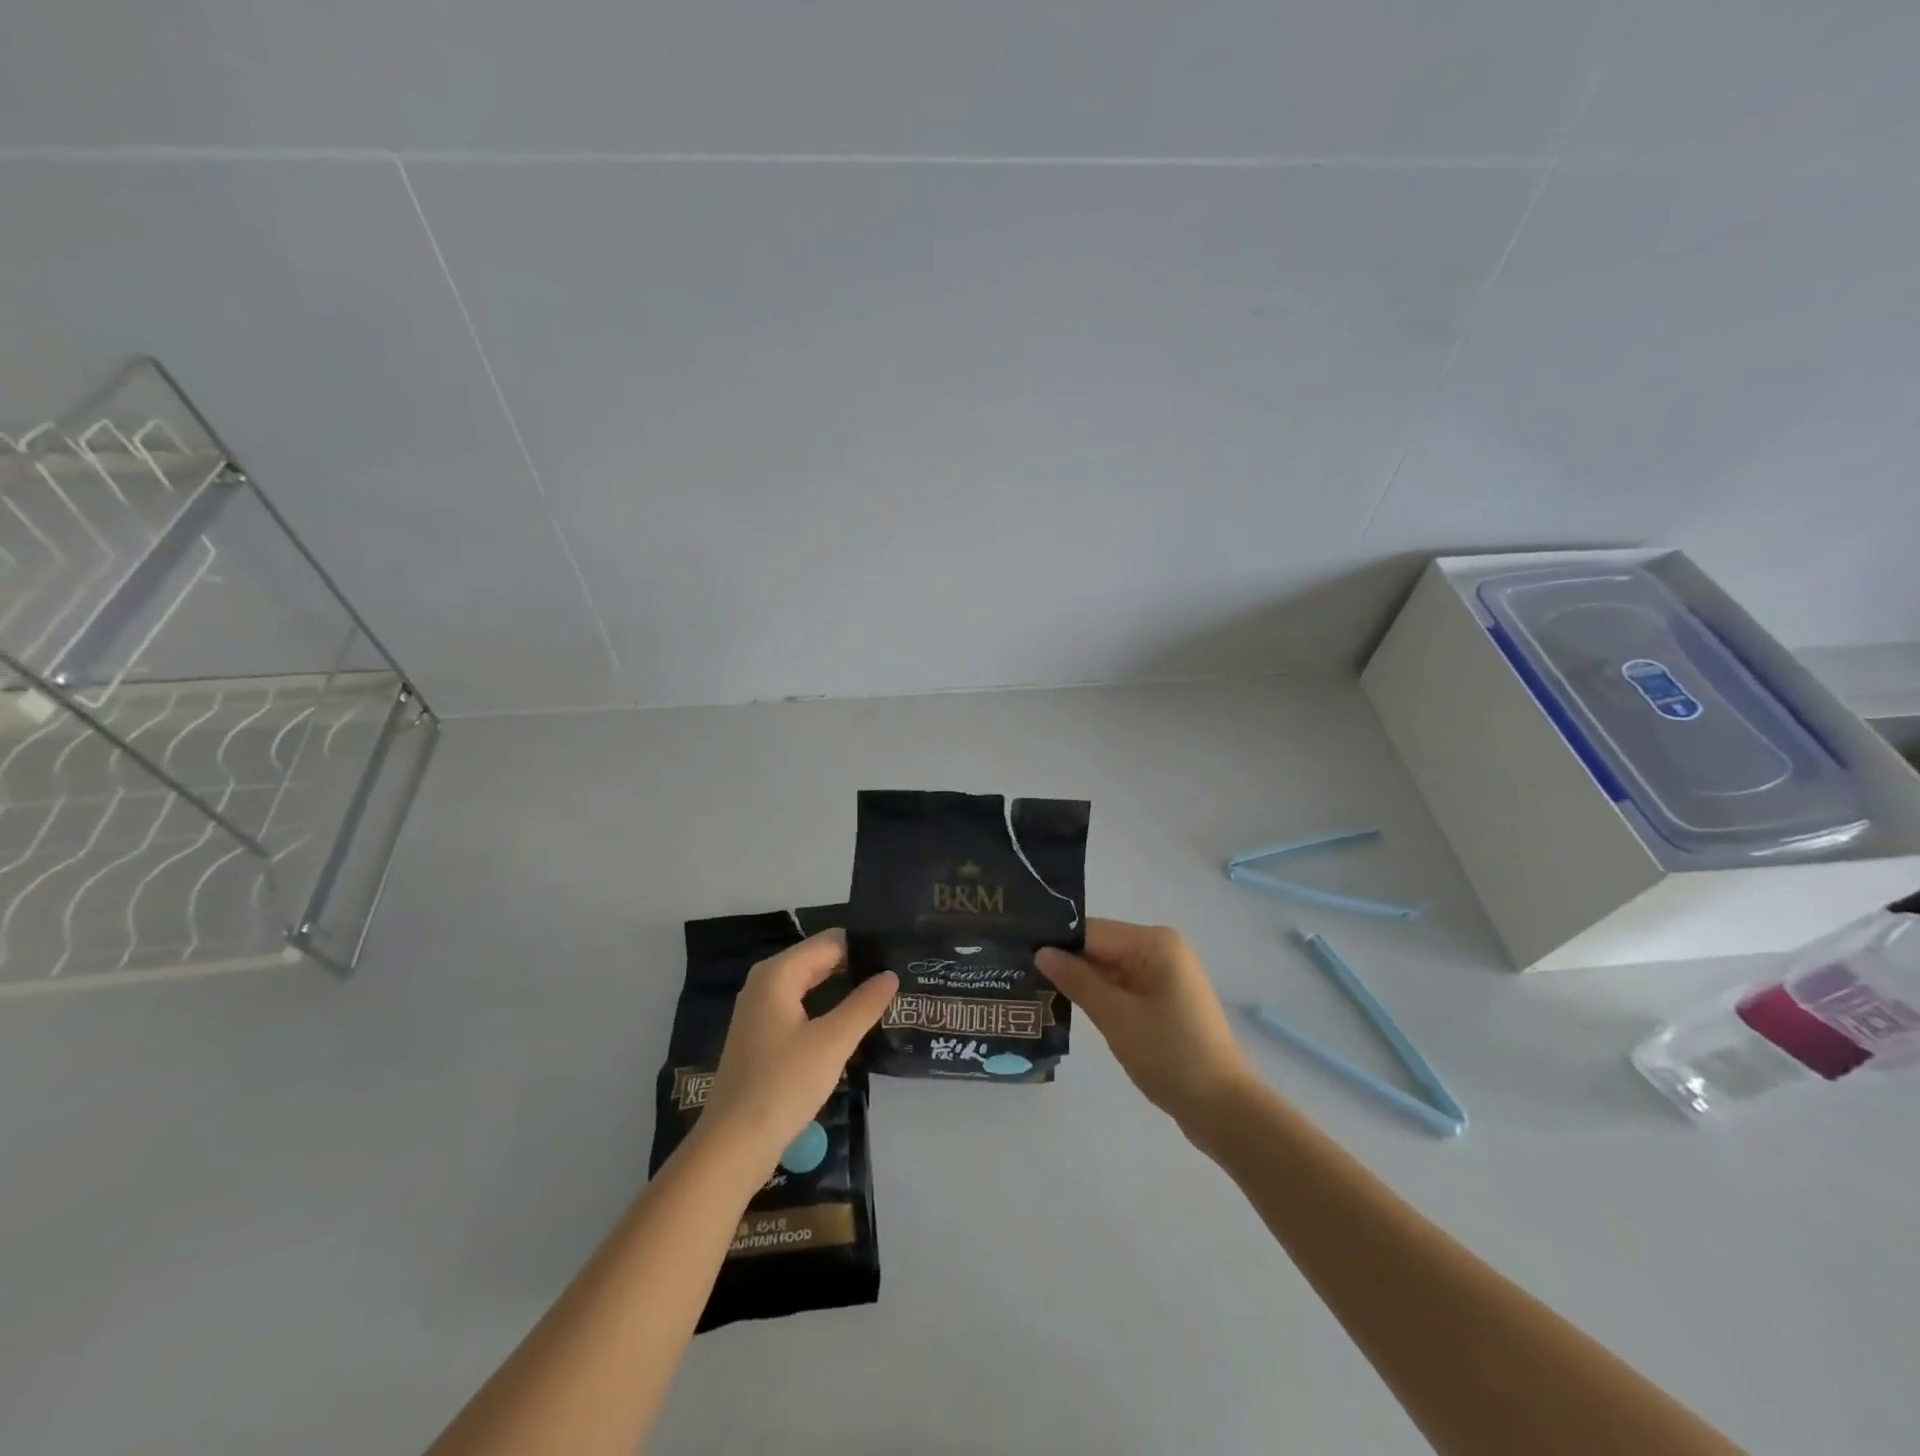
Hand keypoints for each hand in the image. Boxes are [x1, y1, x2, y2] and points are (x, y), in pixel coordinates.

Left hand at [701, 929, 897, 1166]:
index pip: (830, 942)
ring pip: (810, 985)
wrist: (733, 1146)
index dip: (864, 946)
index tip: (899, 955)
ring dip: (843, 989)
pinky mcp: (762, 1036)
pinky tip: (852, 1023)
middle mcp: (765, 983)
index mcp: (778, 974)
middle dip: (855, 966)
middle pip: (819, 960)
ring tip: (884, 995)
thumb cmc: (783, 1085)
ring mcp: (760, 1010)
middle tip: (898, 976)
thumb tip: (891, 974)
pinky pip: (801, 1007)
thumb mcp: (832, 1043)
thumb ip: (864, 1004)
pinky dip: (826, 1009)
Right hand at [1037, 919, 1253, 1128]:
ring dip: (1080, 982)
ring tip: (1033, 988)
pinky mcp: (1164, 1001)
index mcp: (1154, 943)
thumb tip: (1041, 952)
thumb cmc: (1170, 1055)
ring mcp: (1164, 976)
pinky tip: (1066, 1006)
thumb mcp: (1116, 1016)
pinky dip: (1099, 997)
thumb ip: (1077, 980)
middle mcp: (1161, 950)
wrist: (1224, 1109)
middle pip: (1100, 947)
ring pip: (1109, 969)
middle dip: (1065, 962)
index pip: (1092, 931)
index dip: (1056, 942)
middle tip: (1018, 972)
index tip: (1016, 952)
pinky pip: (1122, 987)